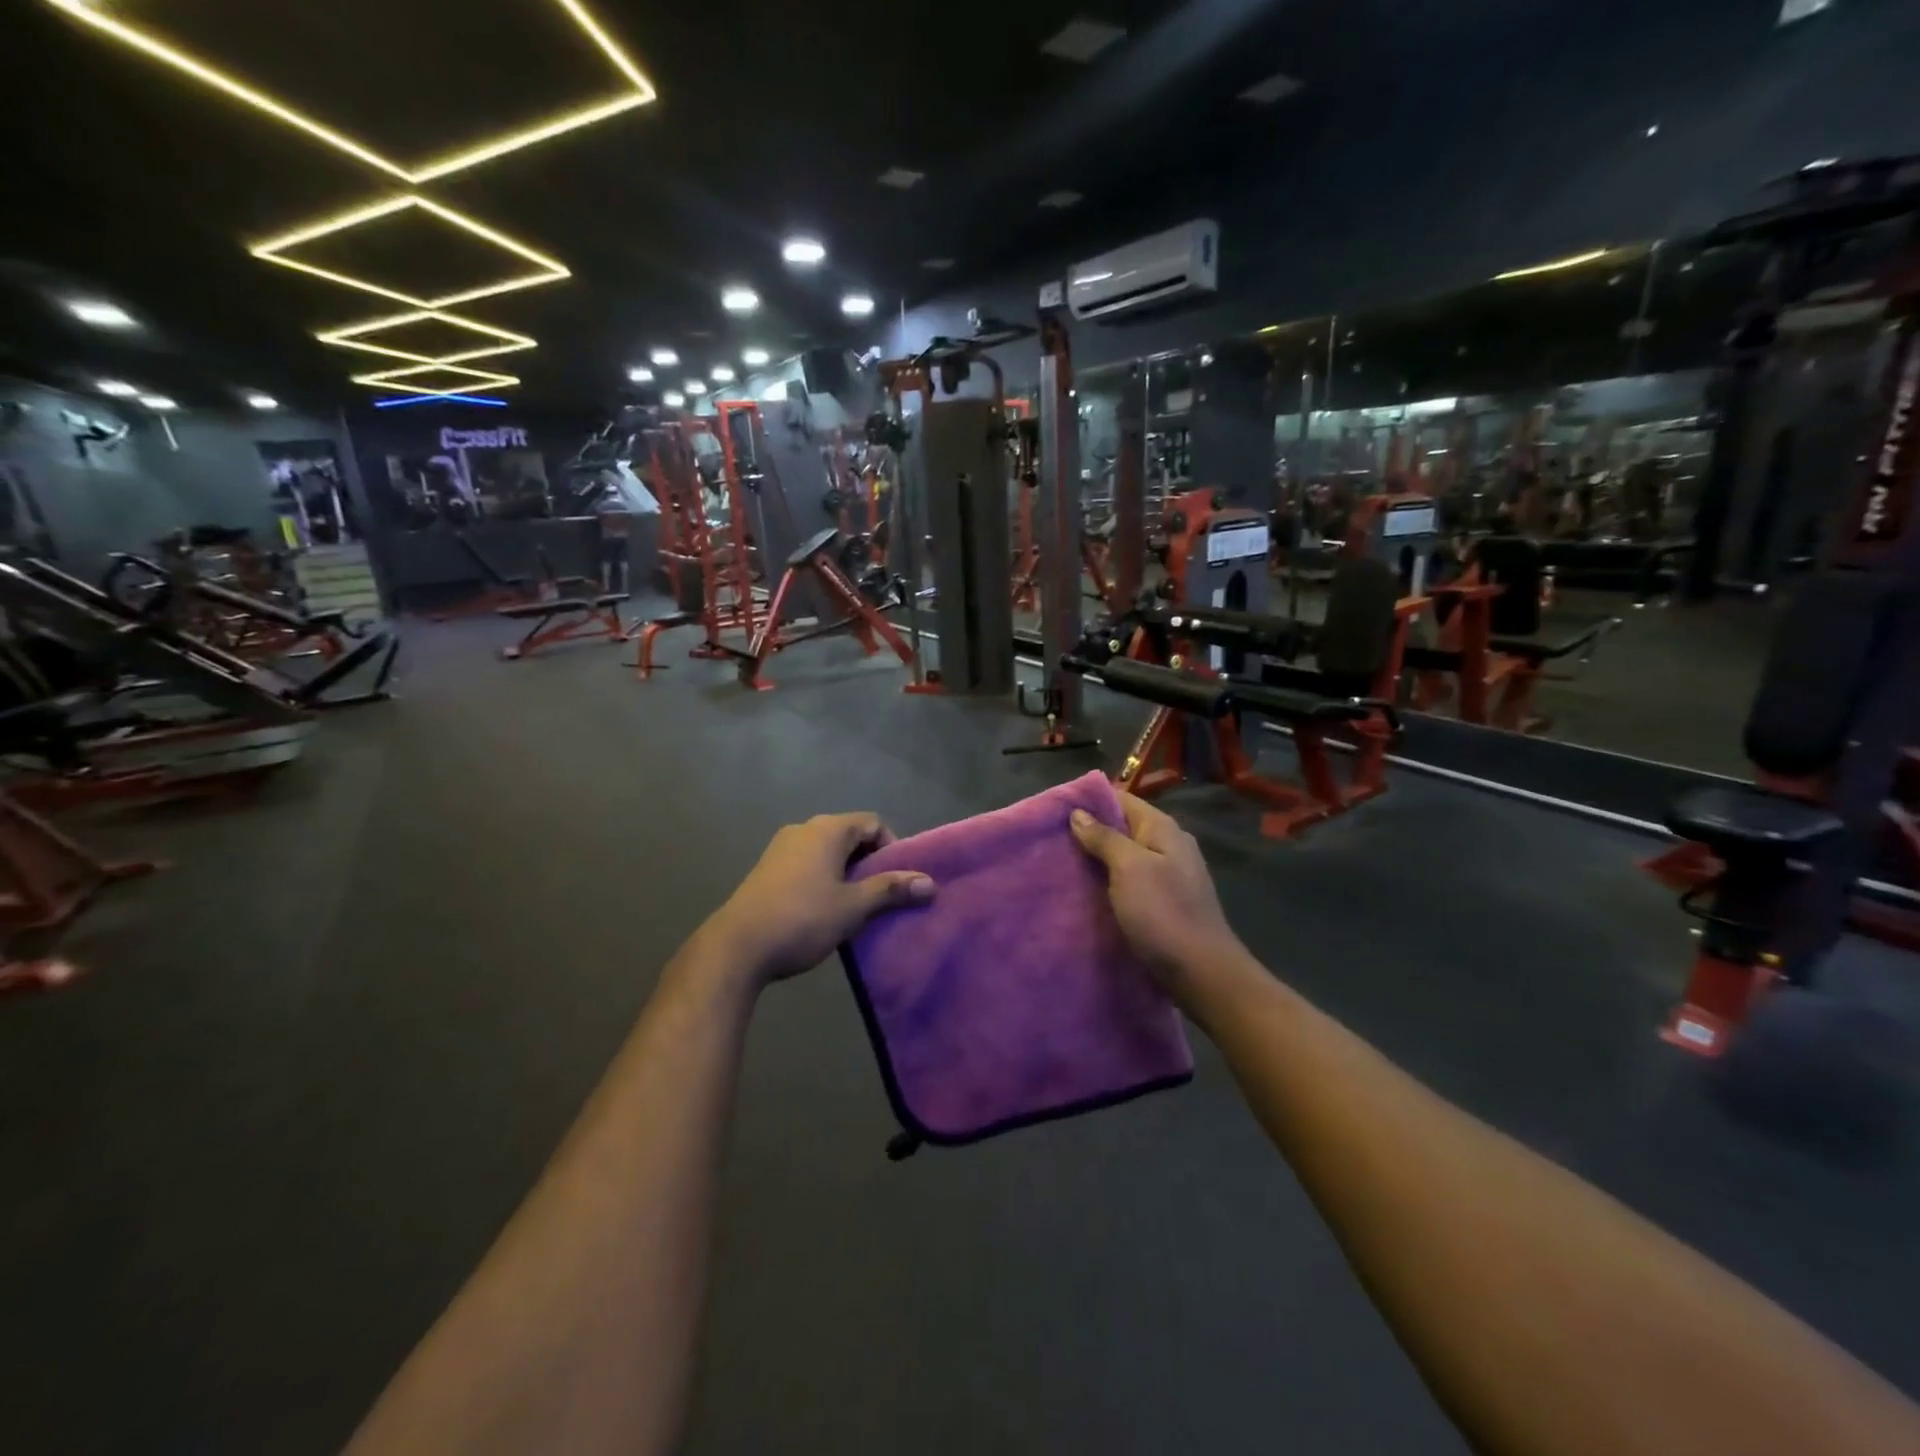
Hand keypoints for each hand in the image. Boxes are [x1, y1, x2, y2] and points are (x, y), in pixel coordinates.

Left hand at [701, 814, 934, 987]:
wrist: (736, 948)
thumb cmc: (802, 919)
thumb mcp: (853, 907)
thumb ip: (891, 890)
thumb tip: (930, 883)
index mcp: (826, 830)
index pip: (872, 823)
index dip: (892, 847)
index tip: (898, 880)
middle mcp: (803, 829)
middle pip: (850, 835)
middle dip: (870, 862)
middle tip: (881, 896)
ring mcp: (781, 848)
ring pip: (827, 851)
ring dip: (846, 873)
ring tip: (855, 906)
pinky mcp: (767, 869)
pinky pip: (807, 864)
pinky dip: (824, 879)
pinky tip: (824, 911)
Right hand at [1070, 792, 1243, 1001]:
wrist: (1202, 973)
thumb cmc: (1164, 913)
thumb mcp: (1130, 868)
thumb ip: (1104, 837)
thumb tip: (1078, 813)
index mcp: (1163, 829)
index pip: (1122, 799)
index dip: (1090, 801)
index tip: (1055, 810)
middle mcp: (1168, 846)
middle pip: (1123, 827)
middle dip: (1089, 832)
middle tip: (1051, 840)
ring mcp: (1169, 875)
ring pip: (1124, 857)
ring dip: (1096, 860)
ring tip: (1060, 865)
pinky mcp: (1163, 903)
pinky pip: (1129, 882)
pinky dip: (1108, 883)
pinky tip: (1085, 892)